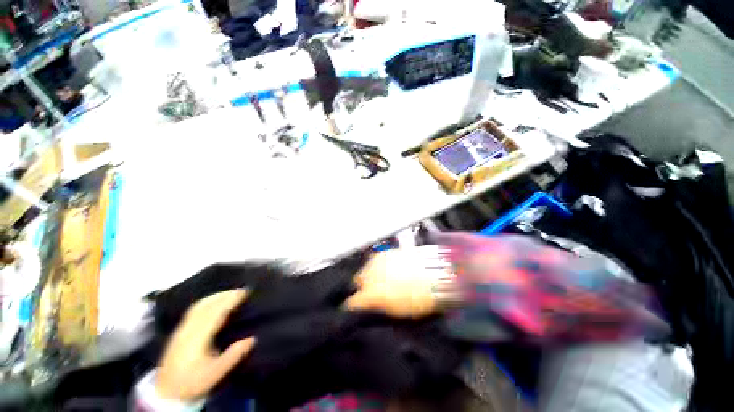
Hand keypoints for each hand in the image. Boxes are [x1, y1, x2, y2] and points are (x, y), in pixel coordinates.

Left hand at [156, 289, 255, 400]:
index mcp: (199, 336)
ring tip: (229, 293)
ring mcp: (182, 329)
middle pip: (208, 305)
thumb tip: (252, 338)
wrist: (166, 392)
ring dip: (215, 296)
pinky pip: (193, 310)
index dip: (231, 299)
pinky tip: (211, 302)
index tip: (245, 292)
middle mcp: (189, 328)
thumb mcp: (215, 373)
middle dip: (225, 295)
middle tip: (241, 290)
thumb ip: (233, 355)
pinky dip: (205, 301)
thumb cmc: (193, 382)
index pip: (217, 311)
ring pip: (199, 305)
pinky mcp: (178, 332)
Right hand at [345, 246, 452, 317]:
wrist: (435, 274)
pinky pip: (375, 261)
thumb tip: (369, 306)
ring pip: (366, 269)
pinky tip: (389, 269)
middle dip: (363, 287)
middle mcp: (370, 274)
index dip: (354, 307)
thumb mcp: (397, 311)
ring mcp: (377, 260)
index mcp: (372, 294)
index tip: (359, 308)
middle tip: (374, 292)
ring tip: (384, 279)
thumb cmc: (419, 299)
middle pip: (357, 281)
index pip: (352, 302)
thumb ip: (378, 307)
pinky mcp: (386, 252)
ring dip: (371, 275)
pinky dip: (378, 266)